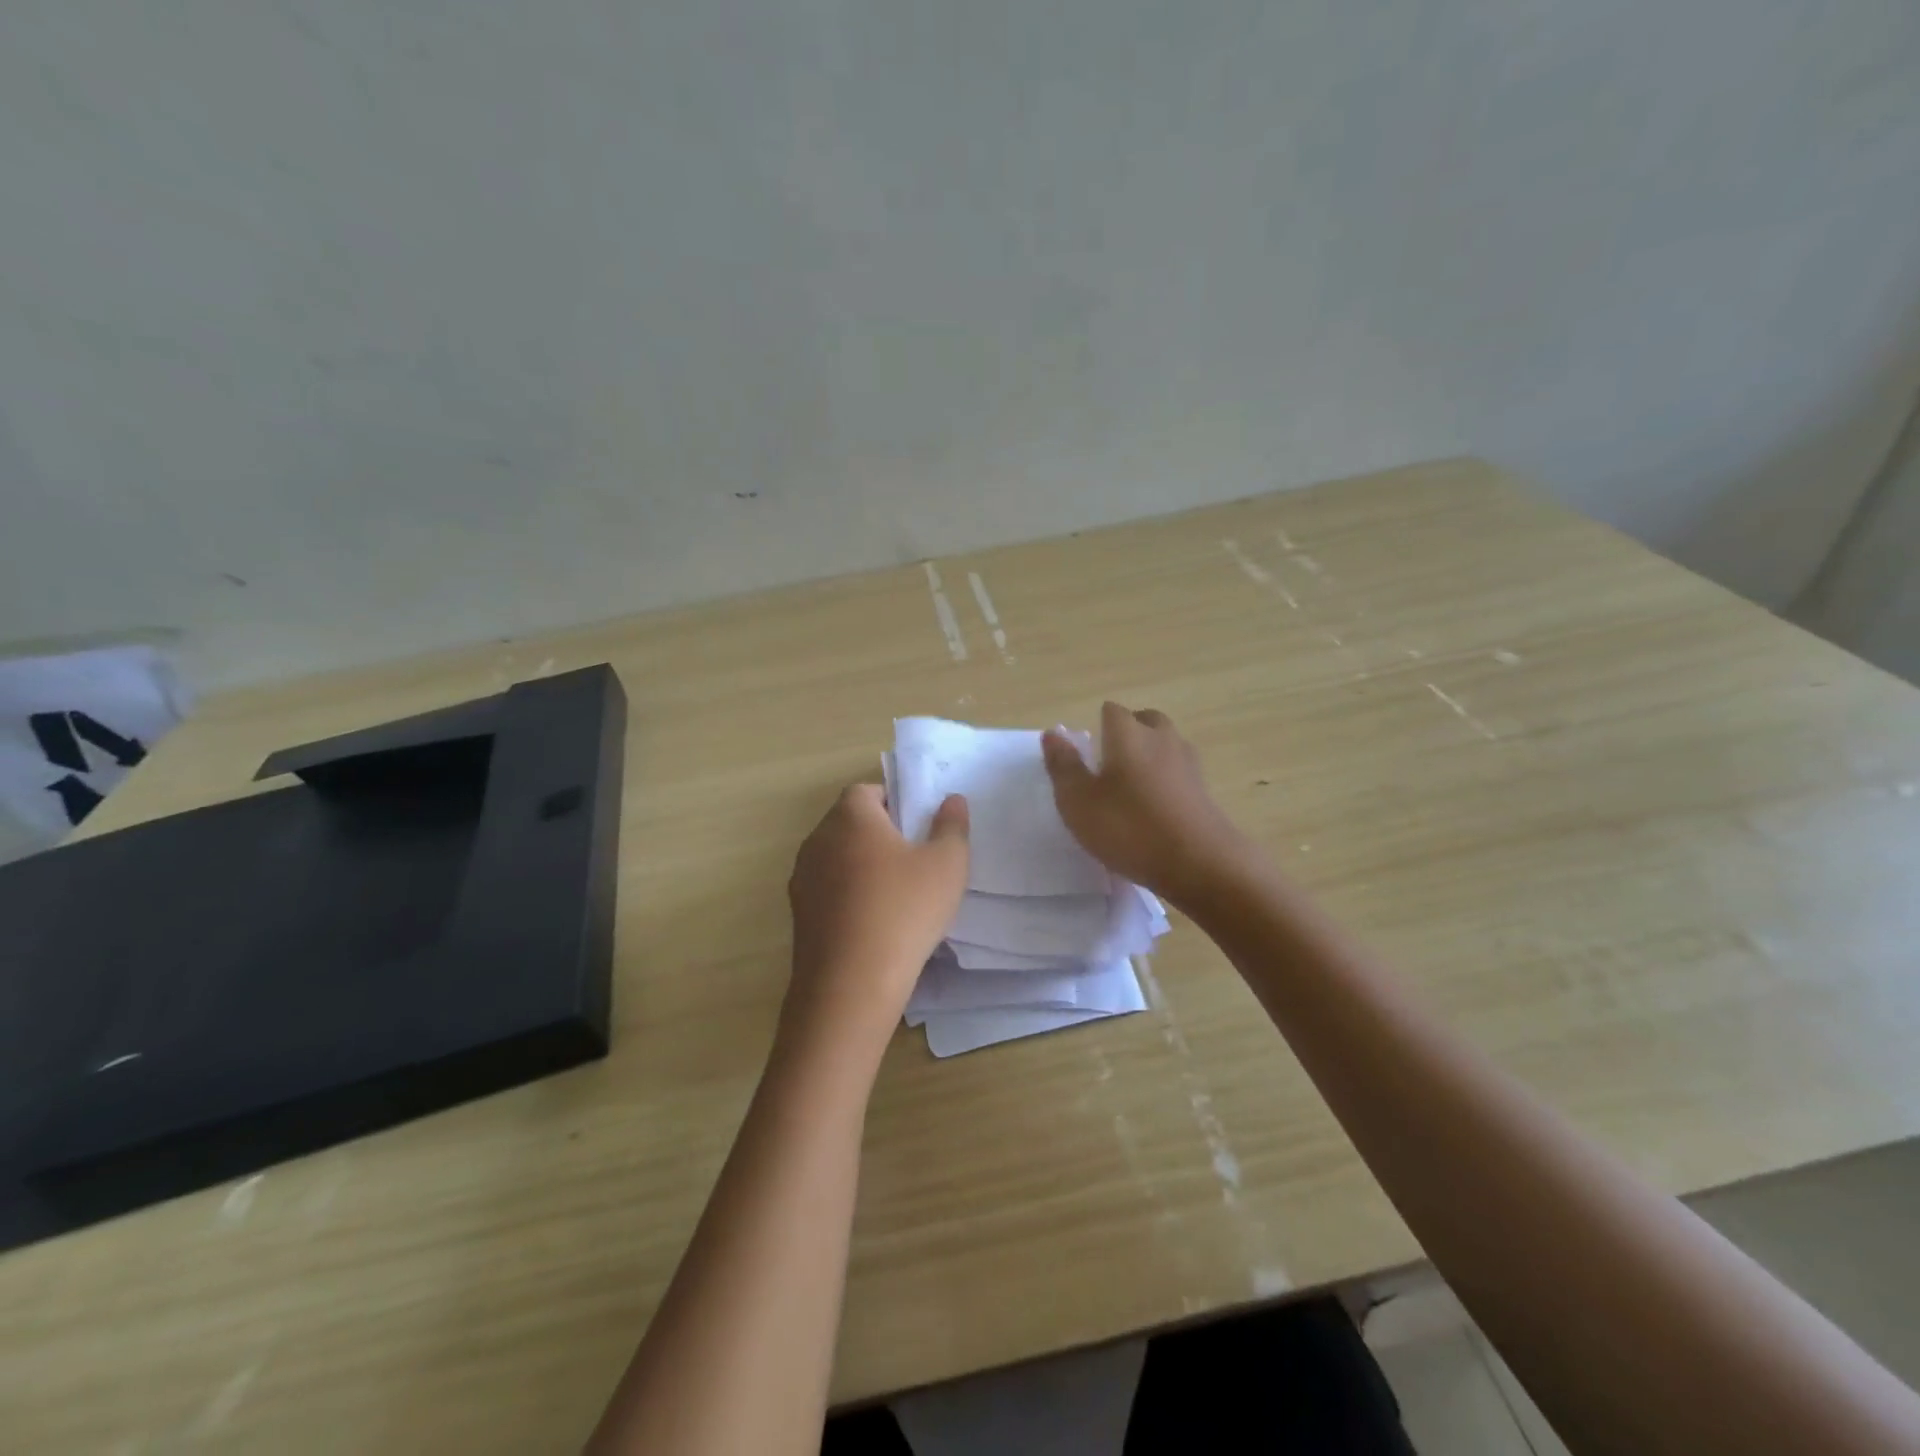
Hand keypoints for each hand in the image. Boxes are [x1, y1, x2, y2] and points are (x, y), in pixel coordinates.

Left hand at [784, 783, 969, 1051]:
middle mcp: (818, 839)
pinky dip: (848, 896)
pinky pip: (827, 890)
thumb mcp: (946, 865)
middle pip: (849, 822)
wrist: (851, 984)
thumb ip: (952, 826)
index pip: (866, 790)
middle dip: (879, 833)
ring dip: (861, 866)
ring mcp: (802, 878)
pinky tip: (873, 923)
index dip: (894, 802)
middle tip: (914, 859)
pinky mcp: (798, 914)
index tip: (917, 827)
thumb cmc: (904, 911)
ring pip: (837, 857)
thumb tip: (952, 800)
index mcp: (850, 816)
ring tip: (896, 894)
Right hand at [1041, 702, 1249, 907]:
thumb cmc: (1129, 827)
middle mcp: (1161, 738)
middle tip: (1109, 765)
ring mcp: (1188, 763)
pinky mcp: (1205, 791)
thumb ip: (1063, 765)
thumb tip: (1053, 733)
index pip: (1111, 711)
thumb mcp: (1079, 801)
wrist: (1200, 863)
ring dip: (1149, 757)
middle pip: (1144, 721)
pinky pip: (1179, 773)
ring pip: (1165, 746)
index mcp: (1128, 733)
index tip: (1087, 754)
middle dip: (1128, 734)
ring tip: (1131, 788)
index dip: (1097, 726)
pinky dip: (1166, 782)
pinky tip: (1155, 810)